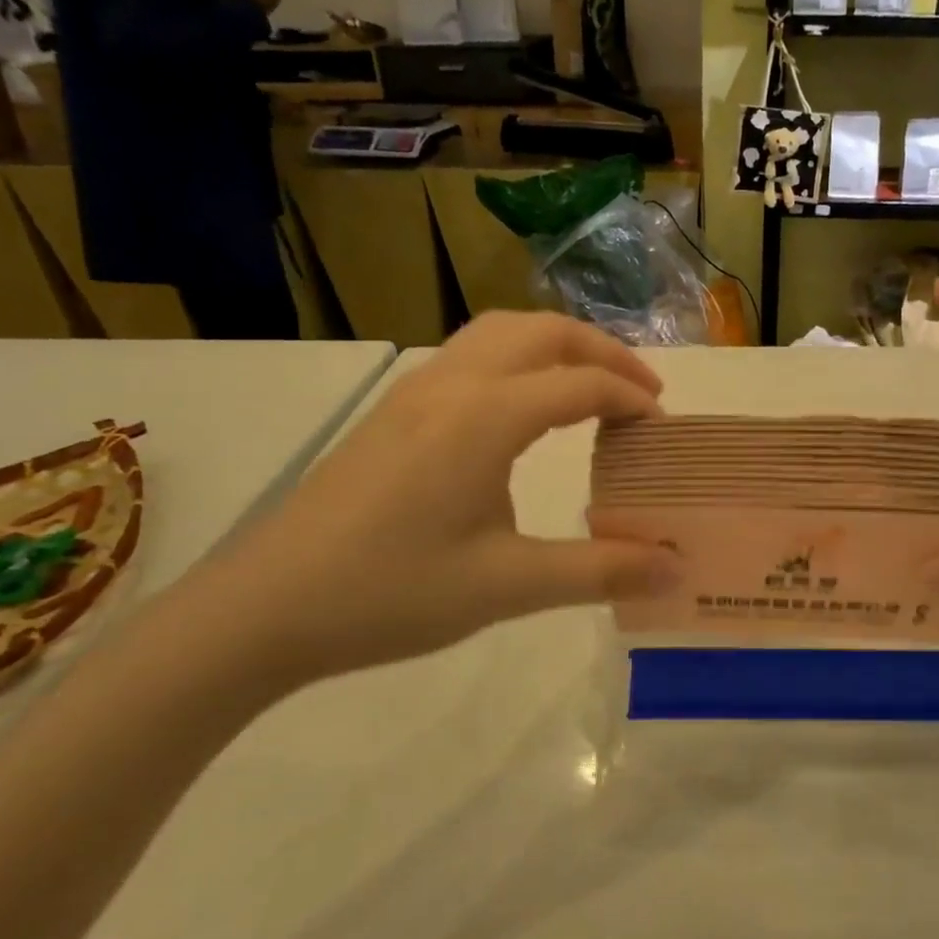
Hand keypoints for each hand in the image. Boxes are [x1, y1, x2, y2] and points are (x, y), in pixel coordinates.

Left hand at [192, 314, 681, 690]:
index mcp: (486, 416)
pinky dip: (518, 357)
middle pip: (544, 332)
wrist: (265, 607)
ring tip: (590, 385)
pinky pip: (471, 353)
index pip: (581, 383)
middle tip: (642, 392)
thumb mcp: (507, 586)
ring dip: (557, 344)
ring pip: (501, 331)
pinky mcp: (393, 410)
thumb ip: (599, 571)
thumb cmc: (391, 592)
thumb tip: (674, 567)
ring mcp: (416, 390)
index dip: (632, 399)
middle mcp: (453, 383)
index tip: (665, 430)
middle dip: (603, 351)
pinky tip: (522, 407)